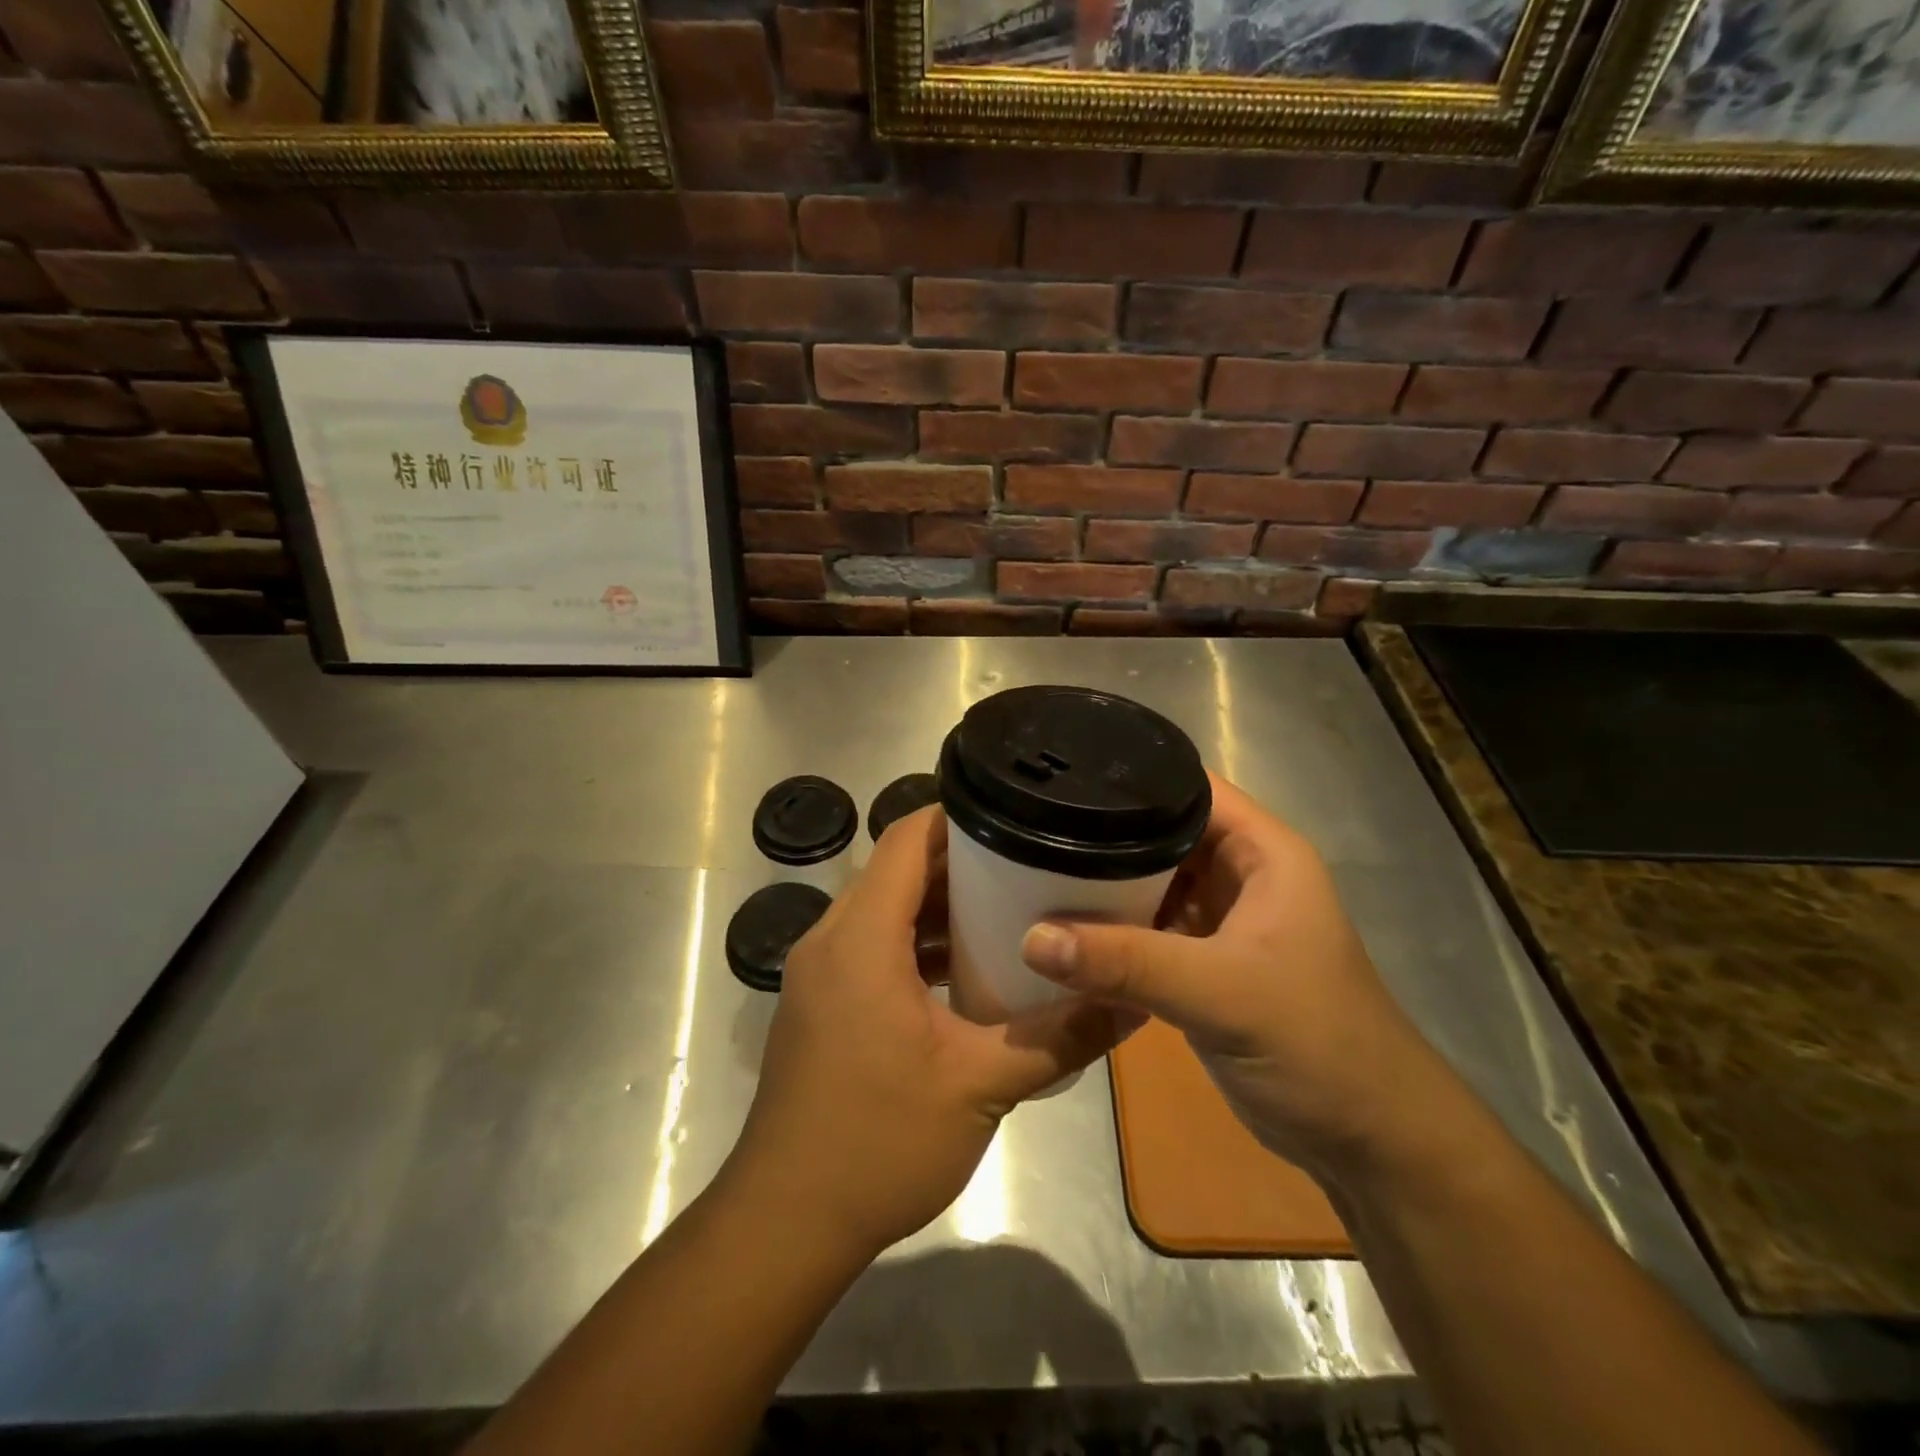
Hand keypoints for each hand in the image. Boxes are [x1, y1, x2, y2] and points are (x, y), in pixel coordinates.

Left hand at [727, 806, 1136, 1258]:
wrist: (786, 1221)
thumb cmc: (880, 1141)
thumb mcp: (981, 1085)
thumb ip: (1059, 1036)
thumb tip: (1132, 1003)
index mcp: (861, 937)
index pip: (907, 839)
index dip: (958, 818)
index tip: (1015, 819)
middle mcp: (830, 938)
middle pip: (895, 870)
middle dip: (959, 863)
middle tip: (1027, 864)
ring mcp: (819, 972)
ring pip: (881, 909)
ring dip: (936, 906)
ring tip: (1006, 910)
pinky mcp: (819, 1002)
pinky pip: (869, 945)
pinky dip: (913, 943)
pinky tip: (962, 971)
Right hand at [1020, 775, 1443, 1184]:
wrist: (1366, 1140)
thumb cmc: (1315, 1044)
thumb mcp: (1220, 993)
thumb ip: (1127, 963)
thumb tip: (1031, 938)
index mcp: (1263, 852)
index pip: (1188, 787)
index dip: (1130, 778)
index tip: (1058, 779)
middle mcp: (1241, 874)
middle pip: (1160, 834)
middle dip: (1103, 834)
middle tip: (1029, 832)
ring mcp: (1222, 921)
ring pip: (1150, 883)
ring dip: (1103, 886)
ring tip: (1031, 872)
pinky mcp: (1205, 964)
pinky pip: (1147, 929)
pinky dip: (1112, 931)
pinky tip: (1062, 932)